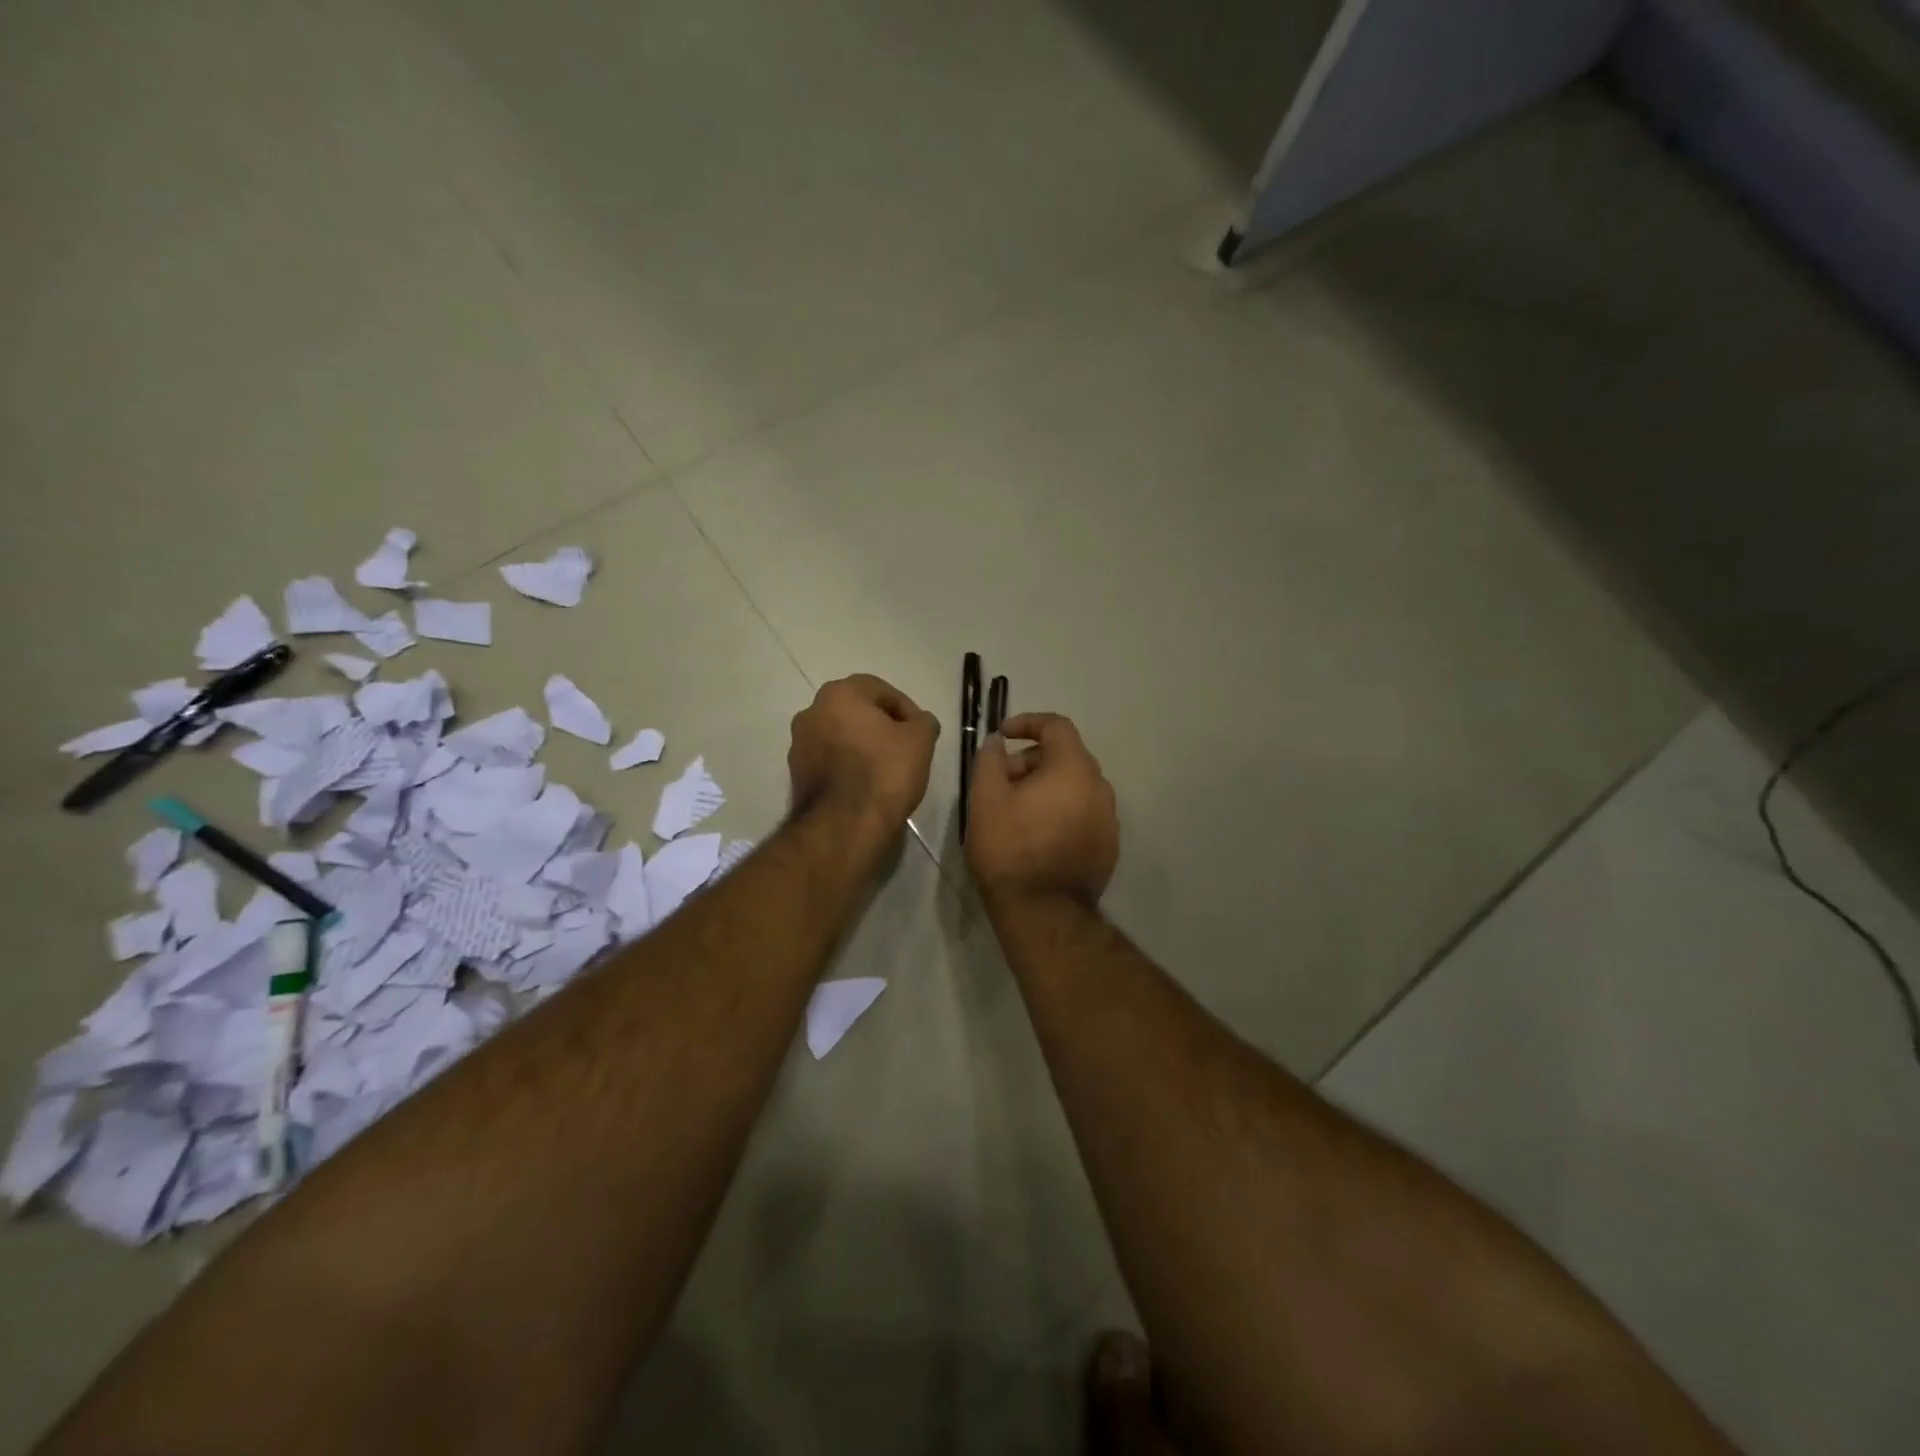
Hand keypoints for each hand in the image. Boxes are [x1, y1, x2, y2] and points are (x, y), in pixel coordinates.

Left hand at [788, 674, 939, 834]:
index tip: (921, 732)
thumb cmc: (884, 771)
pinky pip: (830, 761)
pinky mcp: (796, 776)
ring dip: (863, 746)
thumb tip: (919, 722)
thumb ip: (923, 721)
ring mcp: (799, 745)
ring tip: (888, 770)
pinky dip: (848, 767)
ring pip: (841, 737)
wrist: (844, 825)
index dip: (906, 709)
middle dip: (882, 726)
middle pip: (857, 712)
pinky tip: (867, 786)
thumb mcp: (920, 740)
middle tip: (906, 748)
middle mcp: (811, 712)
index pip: (881, 690)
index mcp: (838, 694)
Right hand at [967, 712, 1118, 905]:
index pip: (1057, 726)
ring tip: (1017, 810)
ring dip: (1047, 786)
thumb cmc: (1010, 850)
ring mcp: (1109, 819)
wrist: (1044, 913)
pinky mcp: (1109, 846)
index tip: (1003, 735)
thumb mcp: (985, 799)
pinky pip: (1084, 813)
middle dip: (1032, 760)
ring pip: (1076, 786)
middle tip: (1002, 781)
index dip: (1028, 723)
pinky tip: (1038, 833)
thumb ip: (990, 760)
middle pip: (1067, 756)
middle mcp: (1100, 788)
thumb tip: (998, 742)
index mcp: (1074, 769)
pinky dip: (1062, 810)